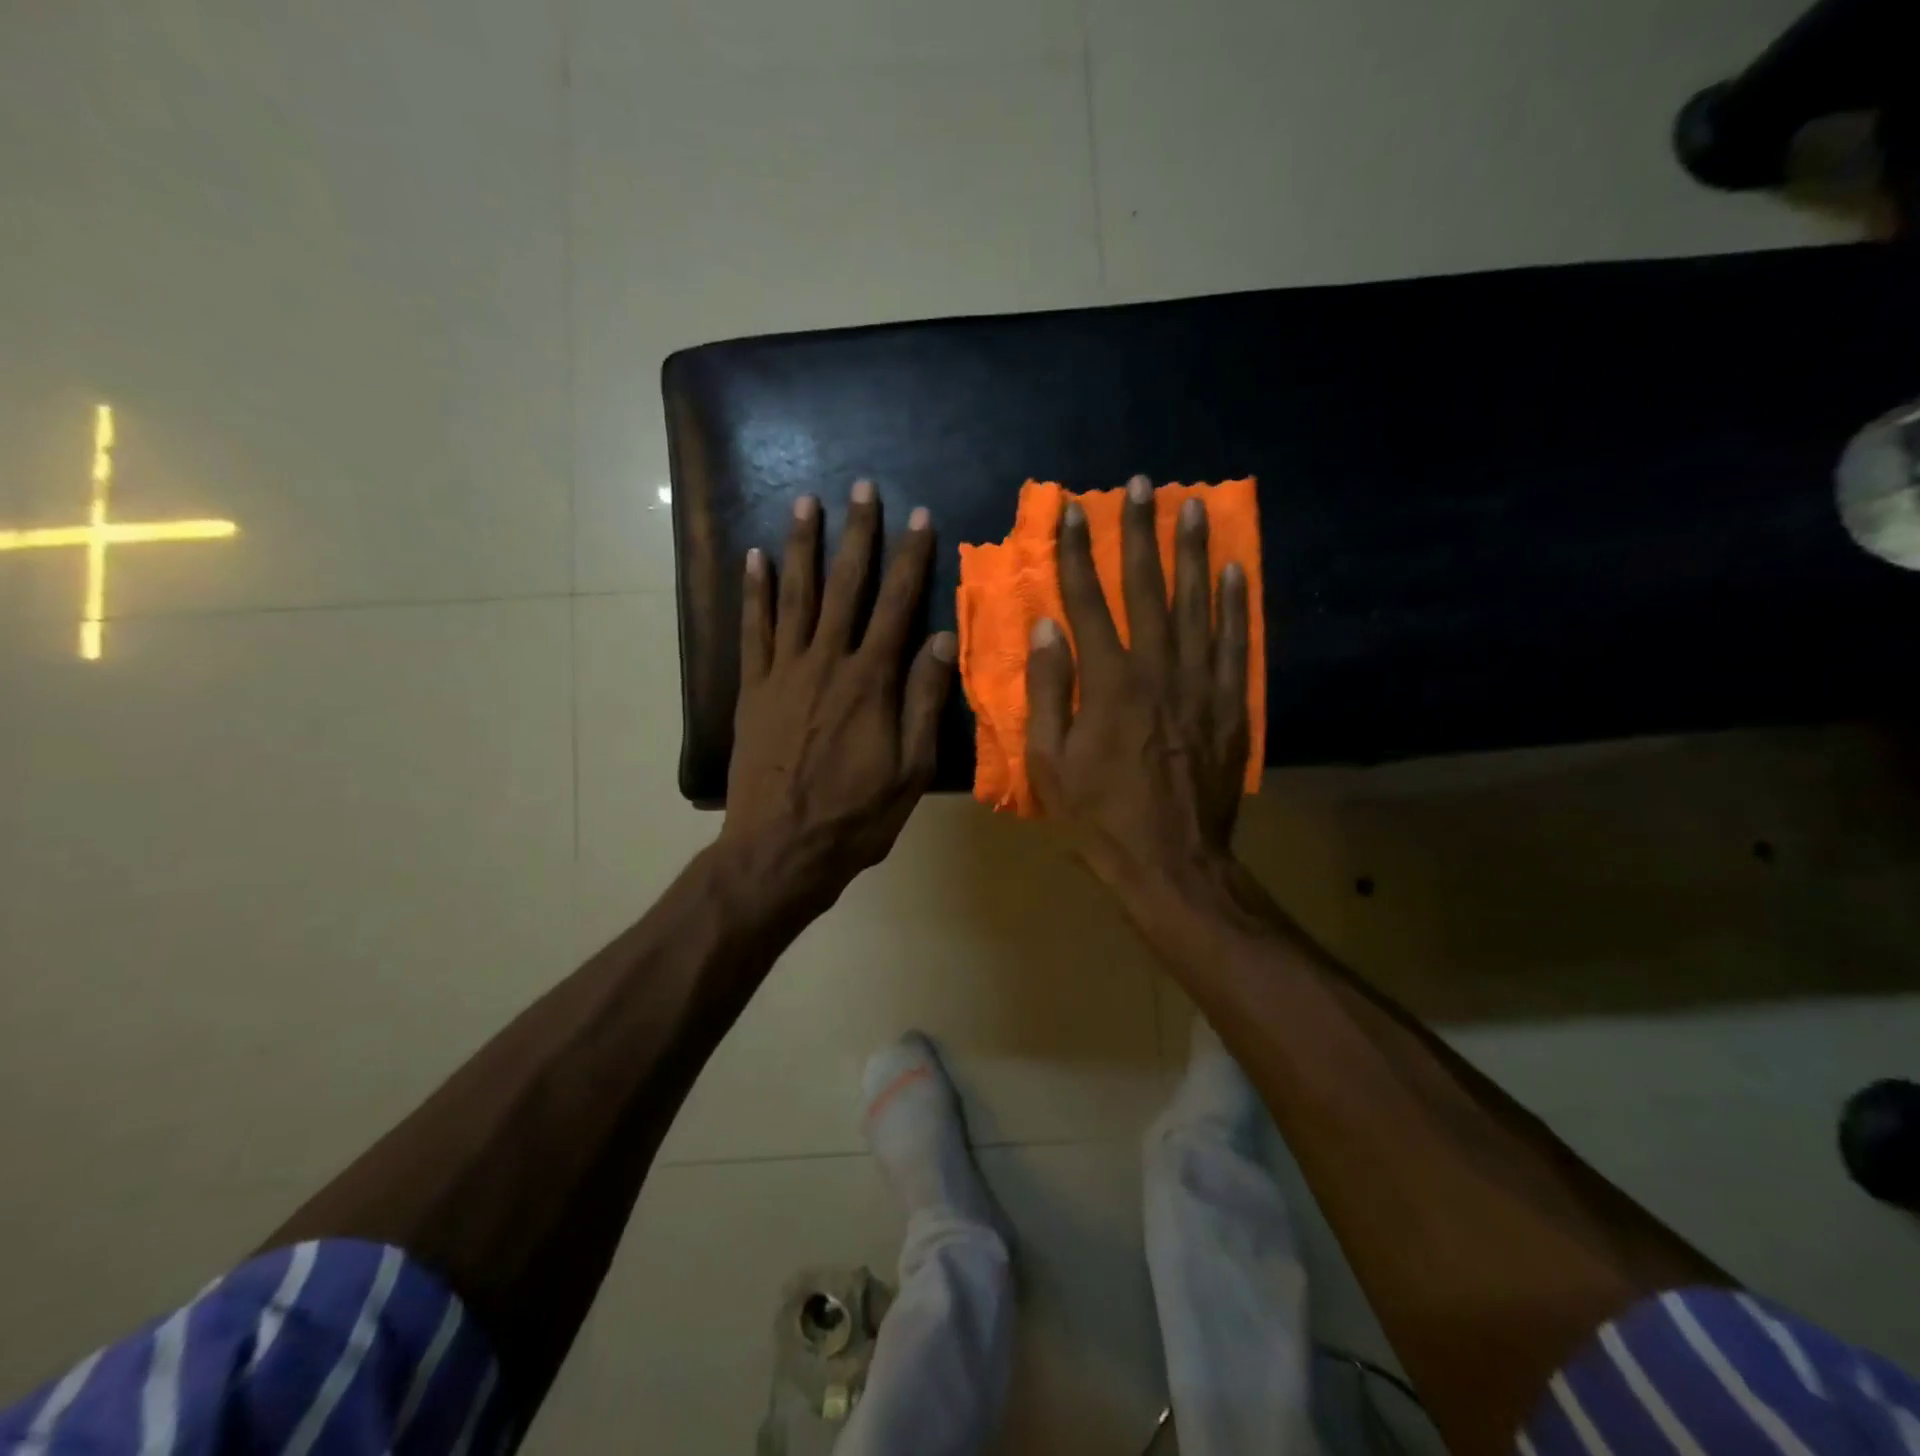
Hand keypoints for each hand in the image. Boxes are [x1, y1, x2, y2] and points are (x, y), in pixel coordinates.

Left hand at [722, 481, 955, 908]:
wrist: (780, 850)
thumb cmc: (855, 817)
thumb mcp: (910, 769)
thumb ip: (924, 701)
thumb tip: (941, 639)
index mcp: (871, 682)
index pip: (897, 606)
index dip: (910, 559)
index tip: (919, 517)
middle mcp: (826, 663)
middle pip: (845, 587)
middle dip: (855, 534)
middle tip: (860, 487)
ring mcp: (783, 673)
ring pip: (795, 596)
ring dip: (802, 546)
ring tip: (806, 502)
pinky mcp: (753, 690)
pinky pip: (753, 630)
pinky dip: (753, 592)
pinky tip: (754, 558)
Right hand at [1025, 475, 1250, 892]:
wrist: (1171, 860)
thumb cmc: (1099, 816)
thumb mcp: (1050, 762)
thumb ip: (1050, 690)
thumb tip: (1046, 627)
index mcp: (1108, 682)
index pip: (1088, 602)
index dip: (1078, 553)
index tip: (1072, 511)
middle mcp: (1157, 669)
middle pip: (1147, 589)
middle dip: (1139, 533)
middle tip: (1140, 485)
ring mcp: (1200, 684)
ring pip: (1197, 604)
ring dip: (1191, 553)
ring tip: (1190, 507)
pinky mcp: (1231, 704)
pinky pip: (1237, 643)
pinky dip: (1236, 604)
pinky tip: (1233, 570)